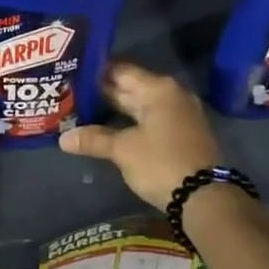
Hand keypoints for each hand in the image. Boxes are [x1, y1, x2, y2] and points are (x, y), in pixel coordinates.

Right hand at [59, 61, 221, 211]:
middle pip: (131, 87)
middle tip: (70, 92)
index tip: (71, 73)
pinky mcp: (181, 134)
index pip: (121, 70)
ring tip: (82, 109)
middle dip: (102, 91)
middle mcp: (171, 95)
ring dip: (114, 109)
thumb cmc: (161, 163)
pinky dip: (129, 122)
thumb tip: (63, 138)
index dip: (95, 71)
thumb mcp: (123, 150)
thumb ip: (94, 139)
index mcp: (158, 89)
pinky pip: (149, 120)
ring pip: (140, 105)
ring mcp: (179, 115)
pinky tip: (108, 128)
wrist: (205, 198)